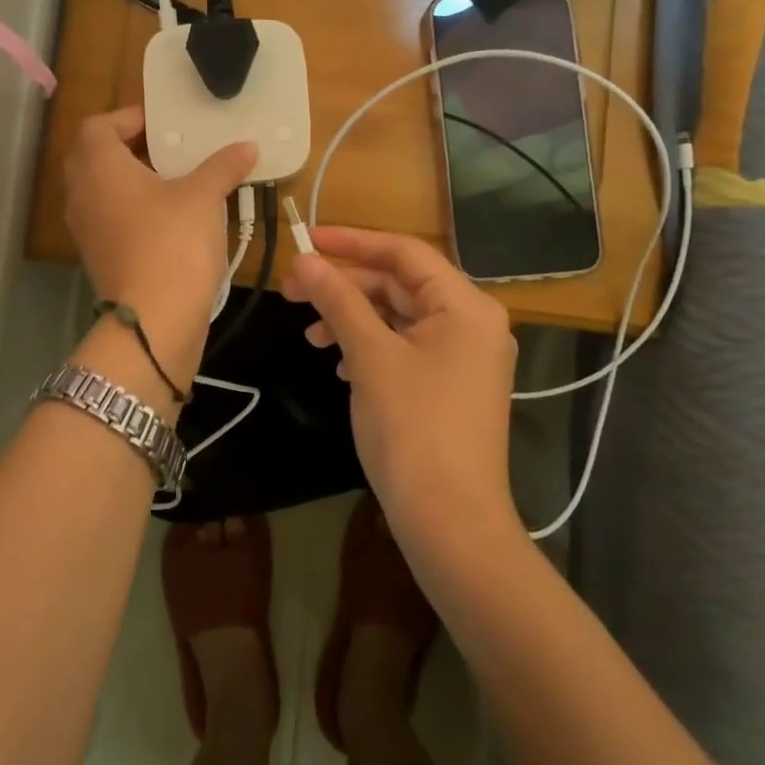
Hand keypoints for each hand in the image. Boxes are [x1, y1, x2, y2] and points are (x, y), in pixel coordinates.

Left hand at [64, 108, 255, 393]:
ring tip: (174, 181)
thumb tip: (247, 146)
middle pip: (94, 156)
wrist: (153, 321)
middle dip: (129, 148)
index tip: (162, 126)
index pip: (97, 126)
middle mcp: (82, 193)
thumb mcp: (204, 197)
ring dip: (131, 180)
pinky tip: (169, 218)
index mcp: (99, 167)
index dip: (127, 118)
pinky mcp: (97, 256)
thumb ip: (223, 165)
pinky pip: (108, 218)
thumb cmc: (173, 244)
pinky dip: (131, 209)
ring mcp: (86, 229)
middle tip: (169, 150)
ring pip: (101, 190)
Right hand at [282, 227, 518, 535]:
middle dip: (345, 286)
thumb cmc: (413, 428)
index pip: (404, 252)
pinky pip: (406, 347)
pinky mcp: (450, 385)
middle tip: (292, 291)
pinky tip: (338, 362)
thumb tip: (304, 261)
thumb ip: (338, 301)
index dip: (352, 242)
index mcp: (465, 306)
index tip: (306, 240)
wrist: (450, 523)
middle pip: (400, 284)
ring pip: (399, 317)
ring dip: (353, 318)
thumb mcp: (370, 356)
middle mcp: (472, 323)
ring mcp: (464, 357)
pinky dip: (370, 346)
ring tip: (310, 335)